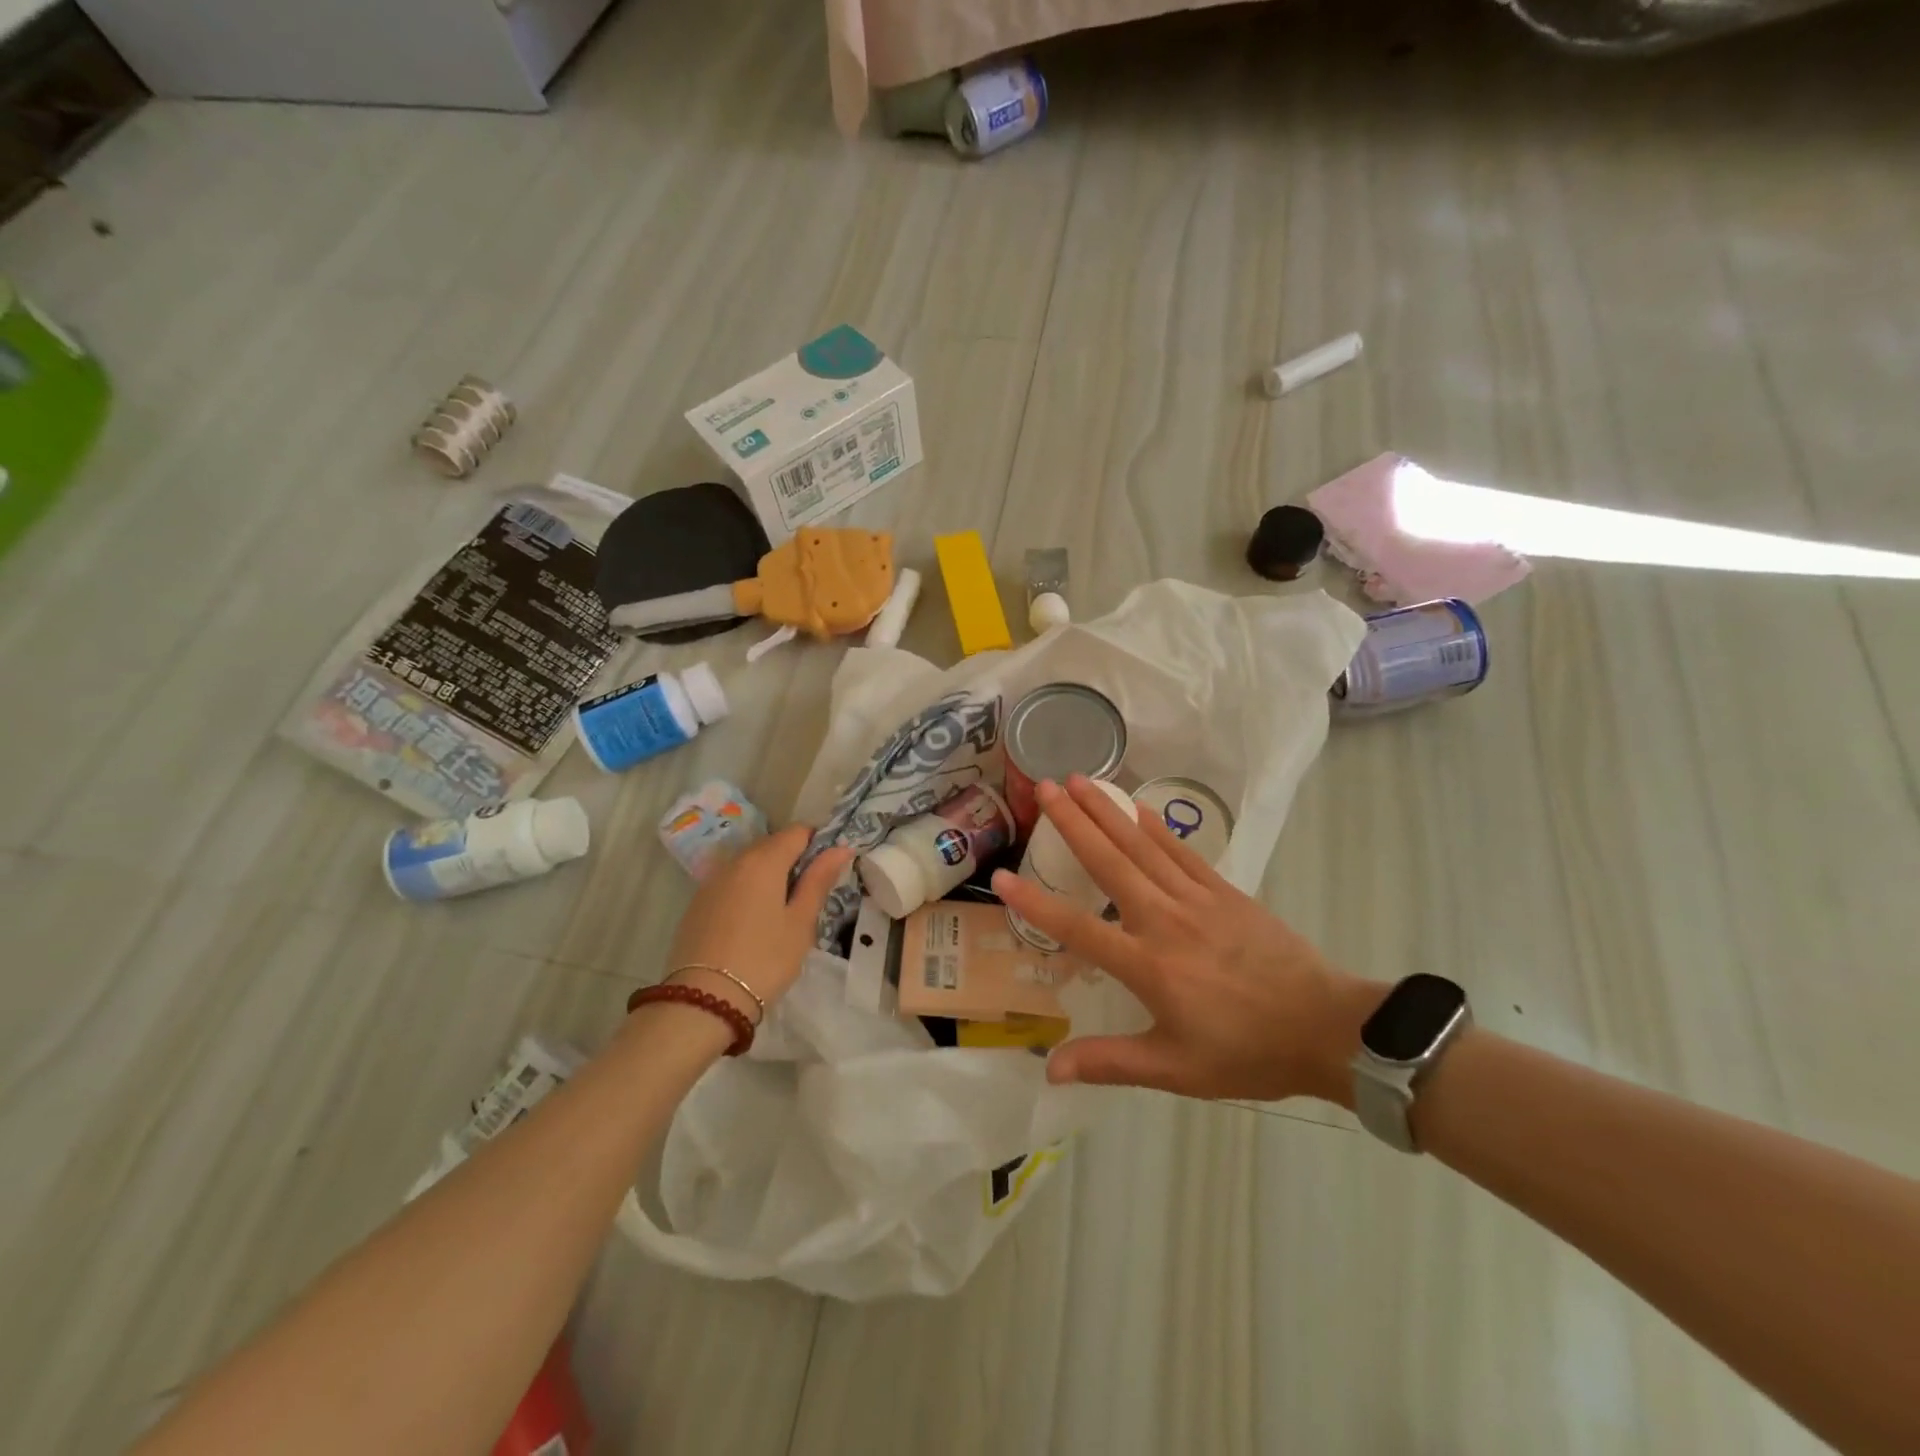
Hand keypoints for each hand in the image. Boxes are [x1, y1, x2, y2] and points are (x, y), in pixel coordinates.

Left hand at [665, 825, 852, 1020]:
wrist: (703, 1001)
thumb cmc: (764, 959)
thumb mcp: (800, 922)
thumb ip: (818, 880)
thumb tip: (840, 848)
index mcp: (763, 861)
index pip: (797, 831)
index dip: (817, 843)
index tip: (828, 870)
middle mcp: (734, 861)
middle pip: (771, 845)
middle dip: (793, 860)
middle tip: (809, 895)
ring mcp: (711, 882)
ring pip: (749, 865)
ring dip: (769, 876)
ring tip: (781, 912)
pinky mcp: (697, 904)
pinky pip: (730, 884)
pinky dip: (747, 891)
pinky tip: (753, 923)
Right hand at [991, 777, 1383, 1103]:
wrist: (1327, 1027)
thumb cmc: (1247, 1053)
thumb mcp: (1175, 1070)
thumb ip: (1110, 1063)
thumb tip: (1049, 1069)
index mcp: (1147, 965)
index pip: (1078, 928)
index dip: (1036, 903)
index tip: (1001, 876)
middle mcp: (1164, 920)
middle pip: (1109, 862)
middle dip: (1073, 822)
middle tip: (1044, 787)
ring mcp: (1196, 899)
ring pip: (1142, 846)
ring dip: (1108, 811)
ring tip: (1080, 780)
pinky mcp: (1225, 891)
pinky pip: (1181, 852)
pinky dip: (1155, 827)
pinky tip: (1136, 807)